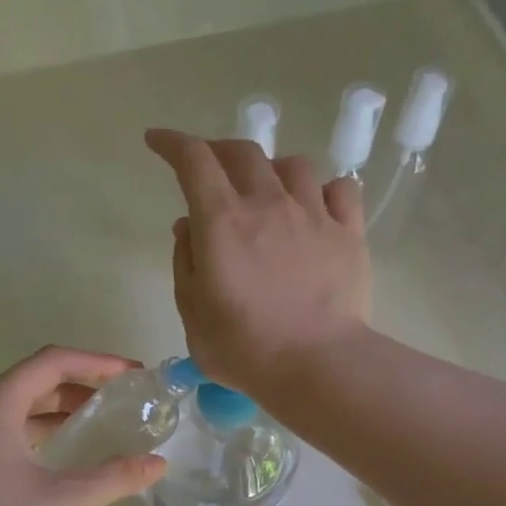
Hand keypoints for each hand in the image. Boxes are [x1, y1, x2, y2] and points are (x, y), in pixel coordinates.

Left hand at [0, 347, 166, 505]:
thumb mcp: (70, 500)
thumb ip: (117, 476)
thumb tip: (159, 464)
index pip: (47, 364)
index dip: (94, 362)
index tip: (131, 373)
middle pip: (27, 384)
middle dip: (75, 385)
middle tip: (117, 397)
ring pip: (14, 414)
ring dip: (54, 411)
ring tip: (94, 423)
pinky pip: (3, 440)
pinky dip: (36, 437)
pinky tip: (60, 459)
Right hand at [145, 129, 371, 394]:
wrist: (317, 365)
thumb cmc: (244, 348)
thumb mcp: (192, 313)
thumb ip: (186, 262)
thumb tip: (188, 226)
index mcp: (222, 221)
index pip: (193, 161)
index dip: (172, 143)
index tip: (157, 141)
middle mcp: (267, 204)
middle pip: (243, 153)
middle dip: (218, 151)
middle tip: (209, 168)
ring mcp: (313, 214)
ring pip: (292, 165)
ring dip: (271, 169)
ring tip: (266, 190)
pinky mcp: (349, 233)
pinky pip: (340, 189)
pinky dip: (322, 189)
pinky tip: (316, 206)